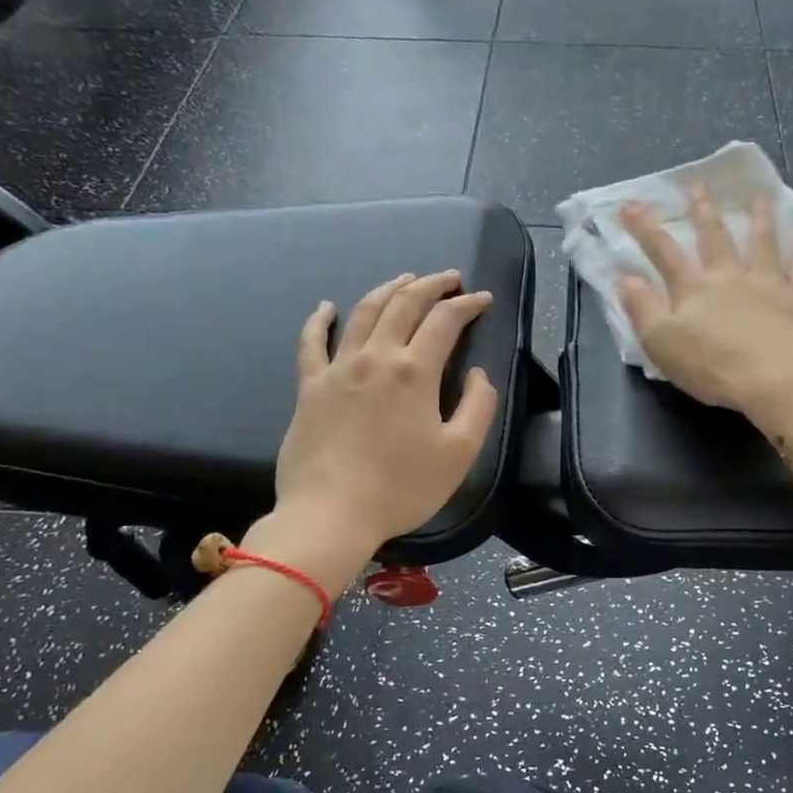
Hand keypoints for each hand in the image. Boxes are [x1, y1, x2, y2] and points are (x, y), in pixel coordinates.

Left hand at [273, 271, 498, 551]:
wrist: (331, 514)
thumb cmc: (402, 487)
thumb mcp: (459, 453)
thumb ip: (478, 406)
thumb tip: (478, 374)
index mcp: (415, 371)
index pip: (445, 321)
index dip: (467, 304)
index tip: (483, 299)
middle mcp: (376, 357)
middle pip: (404, 305)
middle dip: (431, 285)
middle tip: (449, 278)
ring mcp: (338, 369)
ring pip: (364, 313)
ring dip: (387, 290)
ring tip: (404, 279)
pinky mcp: (309, 387)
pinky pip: (311, 343)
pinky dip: (320, 320)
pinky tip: (327, 307)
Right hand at [619, 187, 792, 432]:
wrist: (776, 382)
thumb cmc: (713, 367)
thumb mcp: (662, 344)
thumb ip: (642, 309)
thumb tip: (626, 278)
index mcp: (694, 290)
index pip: (664, 252)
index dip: (645, 228)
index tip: (631, 204)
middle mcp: (729, 277)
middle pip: (714, 238)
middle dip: (702, 211)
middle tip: (698, 186)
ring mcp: (767, 284)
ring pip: (762, 243)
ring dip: (759, 218)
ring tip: (758, 197)